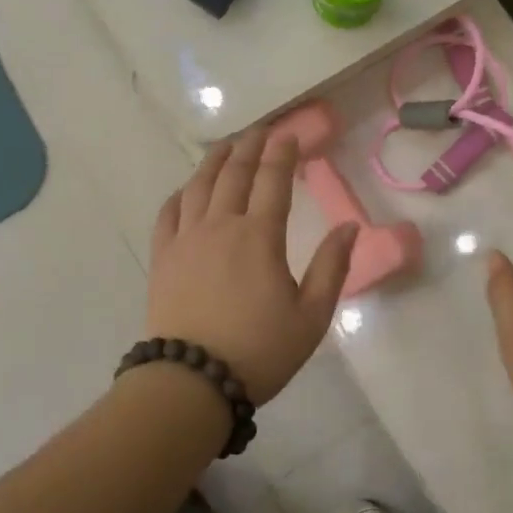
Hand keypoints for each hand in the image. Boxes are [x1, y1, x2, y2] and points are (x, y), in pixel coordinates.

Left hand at [147, 127, 358, 403]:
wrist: (192, 382)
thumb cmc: (258, 351)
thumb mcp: (310, 316)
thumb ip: (331, 267)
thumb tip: (349, 227)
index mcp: (259, 236)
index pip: (273, 180)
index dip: (283, 153)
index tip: (289, 134)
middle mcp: (220, 226)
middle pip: (235, 174)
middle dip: (250, 147)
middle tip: (261, 131)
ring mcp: (186, 239)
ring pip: (199, 186)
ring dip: (215, 161)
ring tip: (226, 146)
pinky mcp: (163, 257)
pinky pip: (168, 212)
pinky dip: (180, 194)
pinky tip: (187, 189)